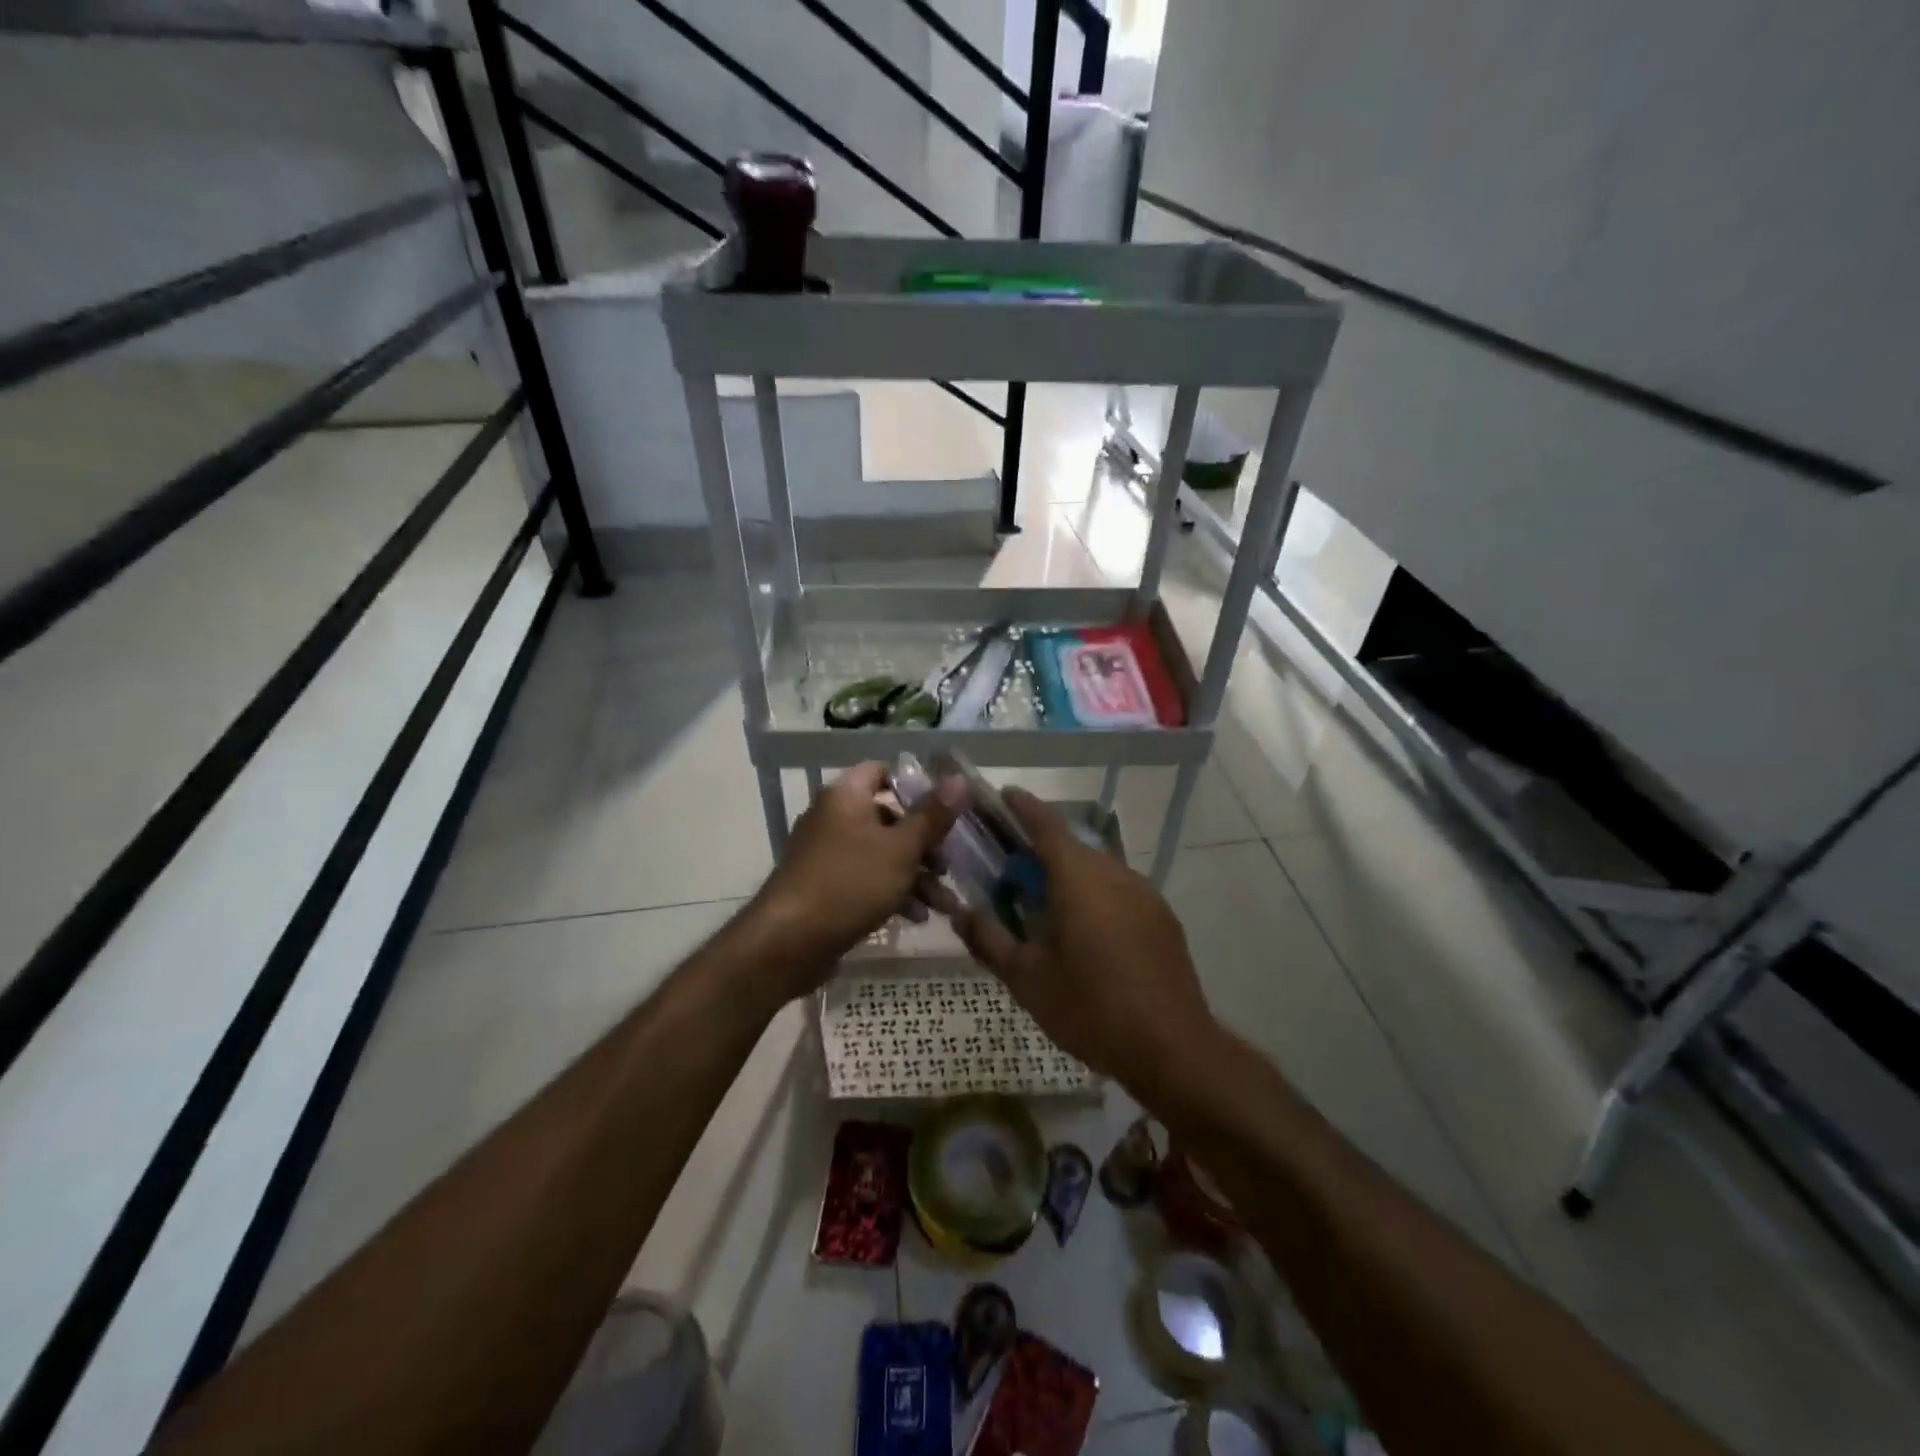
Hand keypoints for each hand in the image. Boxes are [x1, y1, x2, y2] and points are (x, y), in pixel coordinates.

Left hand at [751, 761, 964, 991]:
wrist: (787, 943)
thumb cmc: (849, 883)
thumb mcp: (901, 849)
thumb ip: (932, 816)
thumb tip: (960, 779)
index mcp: (846, 796)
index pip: (882, 771)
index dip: (915, 784)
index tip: (945, 807)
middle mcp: (833, 818)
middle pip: (888, 817)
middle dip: (924, 843)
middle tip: (948, 865)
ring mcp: (826, 854)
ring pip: (880, 853)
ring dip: (915, 875)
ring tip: (943, 902)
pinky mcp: (825, 887)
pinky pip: (866, 879)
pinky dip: (892, 892)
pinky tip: (916, 917)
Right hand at [950, 789, 1218, 1095]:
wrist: (1172, 1047)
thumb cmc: (1091, 1007)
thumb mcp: (1027, 979)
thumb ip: (989, 939)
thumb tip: (962, 912)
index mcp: (1078, 877)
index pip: (1047, 825)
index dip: (1023, 806)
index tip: (1004, 795)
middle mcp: (1114, 873)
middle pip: (1072, 848)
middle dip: (1041, 852)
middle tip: (1012, 873)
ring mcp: (1145, 893)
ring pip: (1098, 870)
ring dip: (1070, 877)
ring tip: (1047, 908)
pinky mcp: (1162, 917)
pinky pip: (1119, 892)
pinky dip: (1096, 897)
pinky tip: (1088, 935)